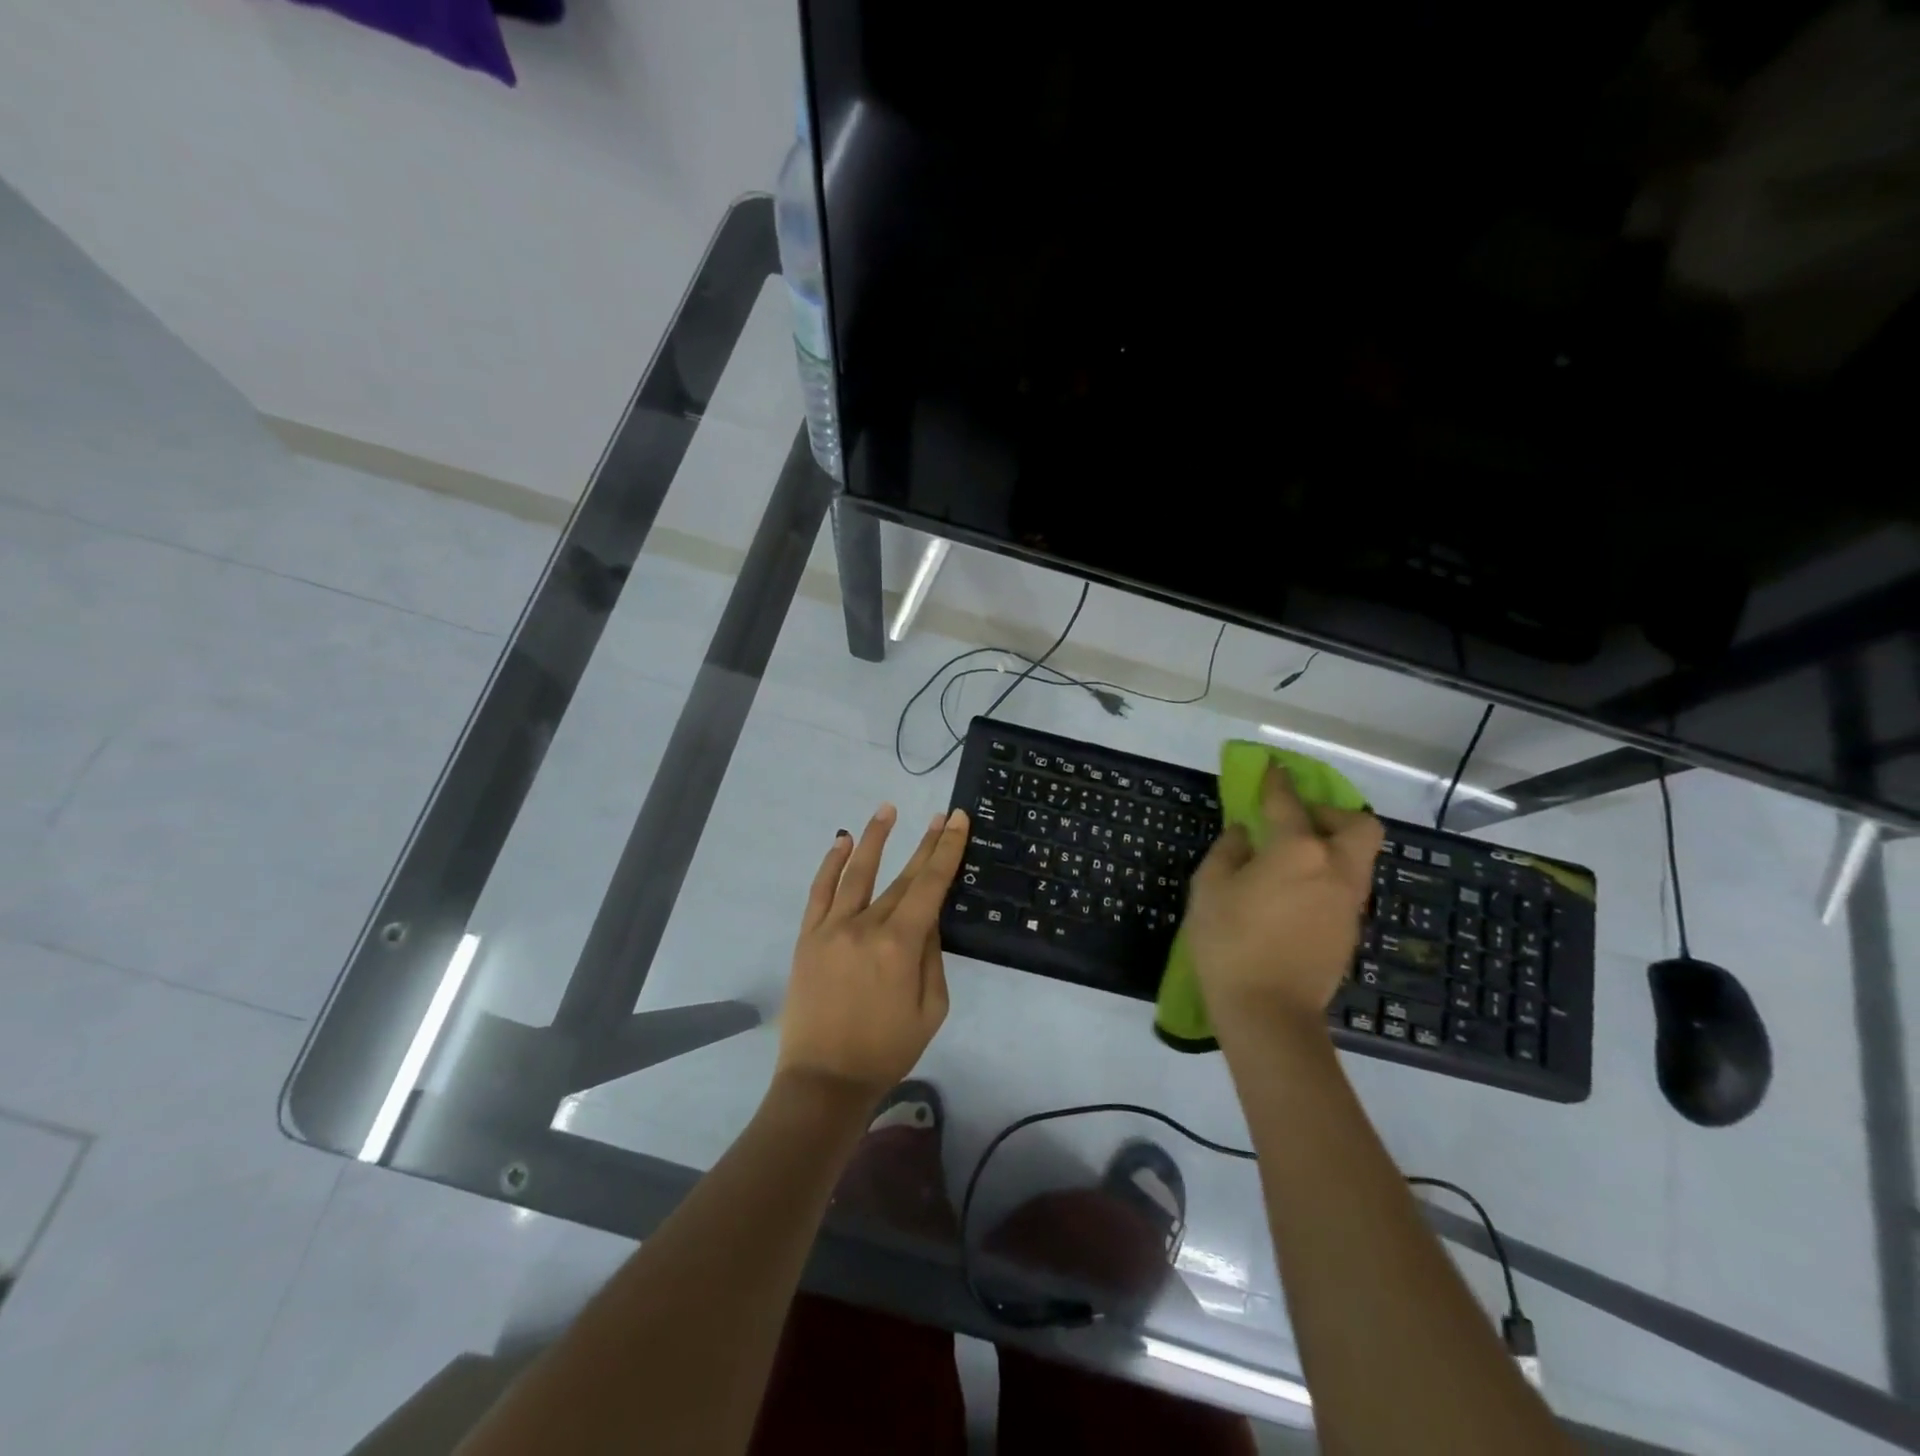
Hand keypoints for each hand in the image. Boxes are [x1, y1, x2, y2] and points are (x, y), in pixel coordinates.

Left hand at [777, 803, 969, 1103]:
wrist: (825, 1079)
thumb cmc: (887, 1050)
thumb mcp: (931, 1009)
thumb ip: (931, 957)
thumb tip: (928, 918)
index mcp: (901, 944)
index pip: (930, 885)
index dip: (946, 850)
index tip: (958, 821)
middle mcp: (866, 926)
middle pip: (902, 876)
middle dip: (925, 844)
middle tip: (941, 817)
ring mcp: (832, 928)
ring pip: (856, 872)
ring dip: (874, 837)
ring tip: (888, 809)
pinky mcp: (808, 937)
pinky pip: (819, 892)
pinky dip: (831, 864)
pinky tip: (841, 841)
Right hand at [1184, 764, 1382, 1027]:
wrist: (1268, 1012)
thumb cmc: (1229, 942)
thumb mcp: (1210, 888)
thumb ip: (1229, 851)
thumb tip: (1245, 834)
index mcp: (1297, 850)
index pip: (1288, 803)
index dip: (1278, 781)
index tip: (1273, 768)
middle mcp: (1334, 868)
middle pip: (1357, 825)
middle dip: (1332, 813)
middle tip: (1299, 822)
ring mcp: (1348, 902)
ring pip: (1358, 858)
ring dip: (1333, 846)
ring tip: (1294, 860)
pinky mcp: (1350, 930)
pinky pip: (1347, 887)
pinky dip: (1328, 877)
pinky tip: (1296, 895)